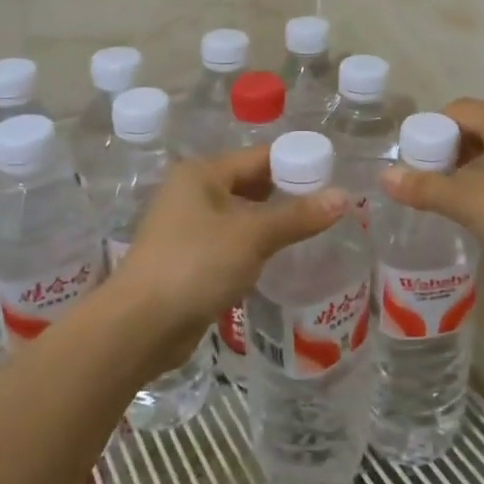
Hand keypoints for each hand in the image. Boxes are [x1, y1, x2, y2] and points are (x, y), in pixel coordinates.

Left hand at [114, 146, 346, 355]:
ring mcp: (188, 227)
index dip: (297, 164)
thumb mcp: (253, 236)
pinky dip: (254, 246)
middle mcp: (192, 192)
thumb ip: (298, 216)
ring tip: (315, 232)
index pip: (260, 157)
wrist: (140, 326)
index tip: (333, 178)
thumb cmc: (196, 265)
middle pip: (251, 184)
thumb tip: (344, 196)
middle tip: (329, 207)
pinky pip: (231, 242)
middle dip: (288, 195)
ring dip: (272, 223)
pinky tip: (280, 259)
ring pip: (241, 216)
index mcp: (202, 173)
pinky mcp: (189, 259)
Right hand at [379, 98, 483, 279]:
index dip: (429, 133)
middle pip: (475, 127)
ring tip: (456, 199)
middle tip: (431, 184)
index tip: (415, 164)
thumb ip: (425, 187)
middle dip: (449, 152)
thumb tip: (385, 176)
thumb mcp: (468, 202)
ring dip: (471, 168)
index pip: (455, 110)